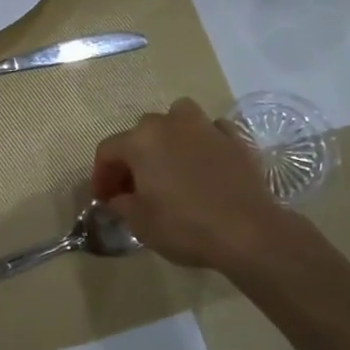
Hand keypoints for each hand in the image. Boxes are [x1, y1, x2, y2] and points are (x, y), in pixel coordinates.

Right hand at [92, 98, 319, 273]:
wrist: (248, 232)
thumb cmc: (184, 226)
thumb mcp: (139, 223)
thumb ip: (121, 204)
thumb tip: (119, 198)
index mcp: (140, 141)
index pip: (108, 151)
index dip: (101, 175)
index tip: (104, 199)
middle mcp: (170, 124)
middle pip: (141, 132)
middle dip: (133, 157)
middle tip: (135, 186)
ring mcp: (206, 127)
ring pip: (179, 117)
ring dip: (170, 135)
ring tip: (171, 162)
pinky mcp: (236, 139)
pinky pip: (212, 131)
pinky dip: (204, 142)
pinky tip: (205, 163)